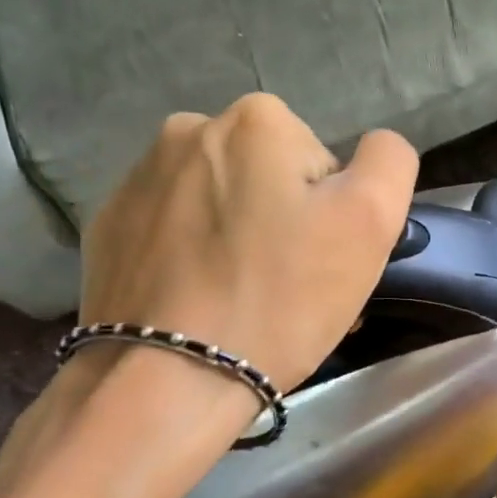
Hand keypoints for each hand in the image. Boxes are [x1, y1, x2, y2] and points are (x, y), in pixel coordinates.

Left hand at [78, 95, 418, 391]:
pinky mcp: (108, 226)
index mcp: (257, 120)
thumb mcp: (369, 222)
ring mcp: (139, 177)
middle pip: (266, 179)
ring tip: (237, 299)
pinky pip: (172, 231)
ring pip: (219, 203)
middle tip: (284, 288)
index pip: (322, 164)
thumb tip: (374, 148)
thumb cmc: (280, 299)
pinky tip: (195, 301)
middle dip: (280, 221)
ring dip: (236, 237)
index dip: (330, 216)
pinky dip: (190, 256)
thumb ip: (388, 162)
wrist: (169, 377)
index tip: (318, 264)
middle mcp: (190, 129)